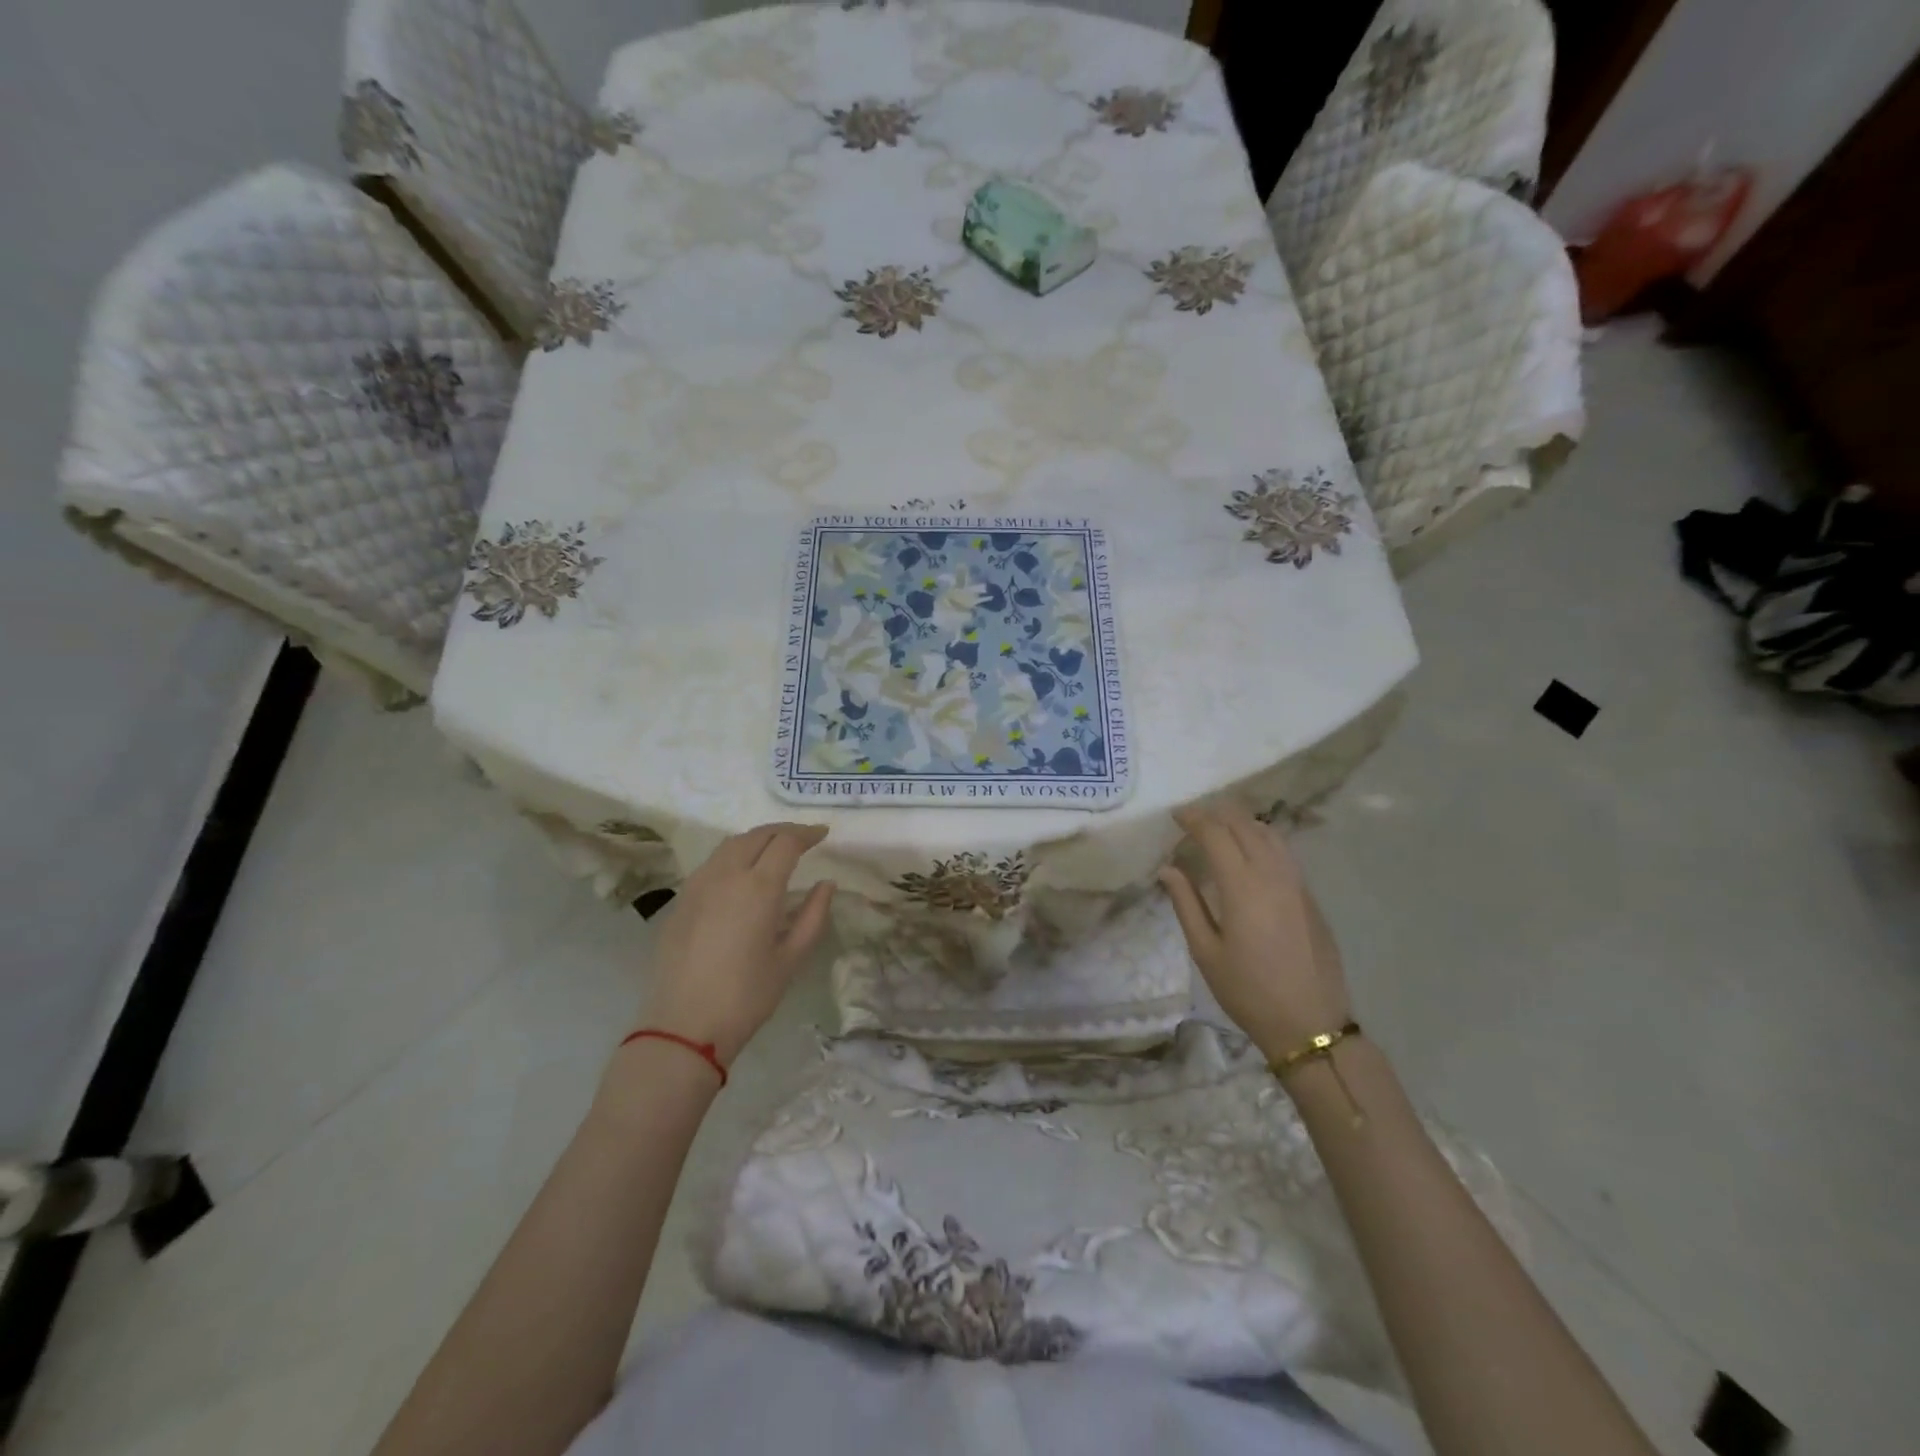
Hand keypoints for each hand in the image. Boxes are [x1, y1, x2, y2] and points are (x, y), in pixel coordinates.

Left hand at [637, 823, 835, 1066]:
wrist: (683, 1026)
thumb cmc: (746, 996)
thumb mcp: (791, 959)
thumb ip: (813, 916)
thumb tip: (826, 884)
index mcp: (759, 887)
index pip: (786, 842)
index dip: (807, 833)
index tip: (823, 834)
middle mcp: (726, 875)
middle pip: (757, 835)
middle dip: (783, 831)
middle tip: (803, 838)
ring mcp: (698, 885)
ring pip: (731, 845)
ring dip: (757, 839)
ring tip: (774, 849)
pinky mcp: (681, 900)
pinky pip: (712, 863)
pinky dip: (734, 855)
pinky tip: (741, 872)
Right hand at [1159, 802, 1351, 1059]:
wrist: (1310, 1023)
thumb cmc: (1248, 991)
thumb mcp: (1206, 951)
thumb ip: (1186, 904)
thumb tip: (1168, 869)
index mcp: (1242, 886)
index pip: (1215, 833)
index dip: (1193, 818)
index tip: (1175, 815)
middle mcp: (1272, 874)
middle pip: (1244, 824)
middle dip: (1216, 814)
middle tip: (1193, 818)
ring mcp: (1296, 883)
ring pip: (1269, 833)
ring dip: (1241, 822)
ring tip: (1219, 827)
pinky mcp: (1309, 896)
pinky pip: (1283, 851)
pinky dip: (1261, 838)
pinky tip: (1249, 852)